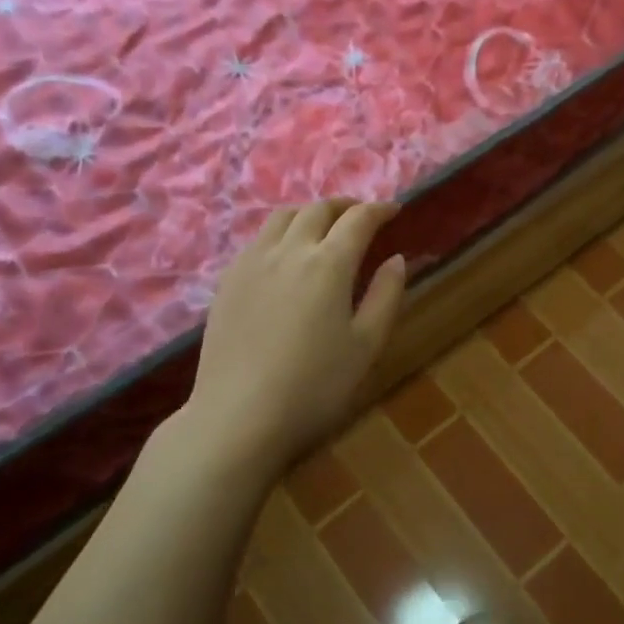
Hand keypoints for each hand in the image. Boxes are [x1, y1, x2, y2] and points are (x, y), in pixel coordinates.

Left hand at [185, 200, 405, 469]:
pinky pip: (258, 239)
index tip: (394, 210)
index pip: (358, 219)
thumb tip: (396, 259)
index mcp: (328, 264)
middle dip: (345, 206)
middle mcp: (288, 251)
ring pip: (282, 217)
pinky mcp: (227, 281)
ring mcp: (251, 263)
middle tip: (362, 216)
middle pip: (317, 209)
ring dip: (310, 213)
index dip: (379, 209)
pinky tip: (285, 254)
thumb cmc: (315, 386)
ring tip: (324, 227)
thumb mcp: (367, 344)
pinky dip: (281, 232)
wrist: (238, 417)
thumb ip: (386, 295)